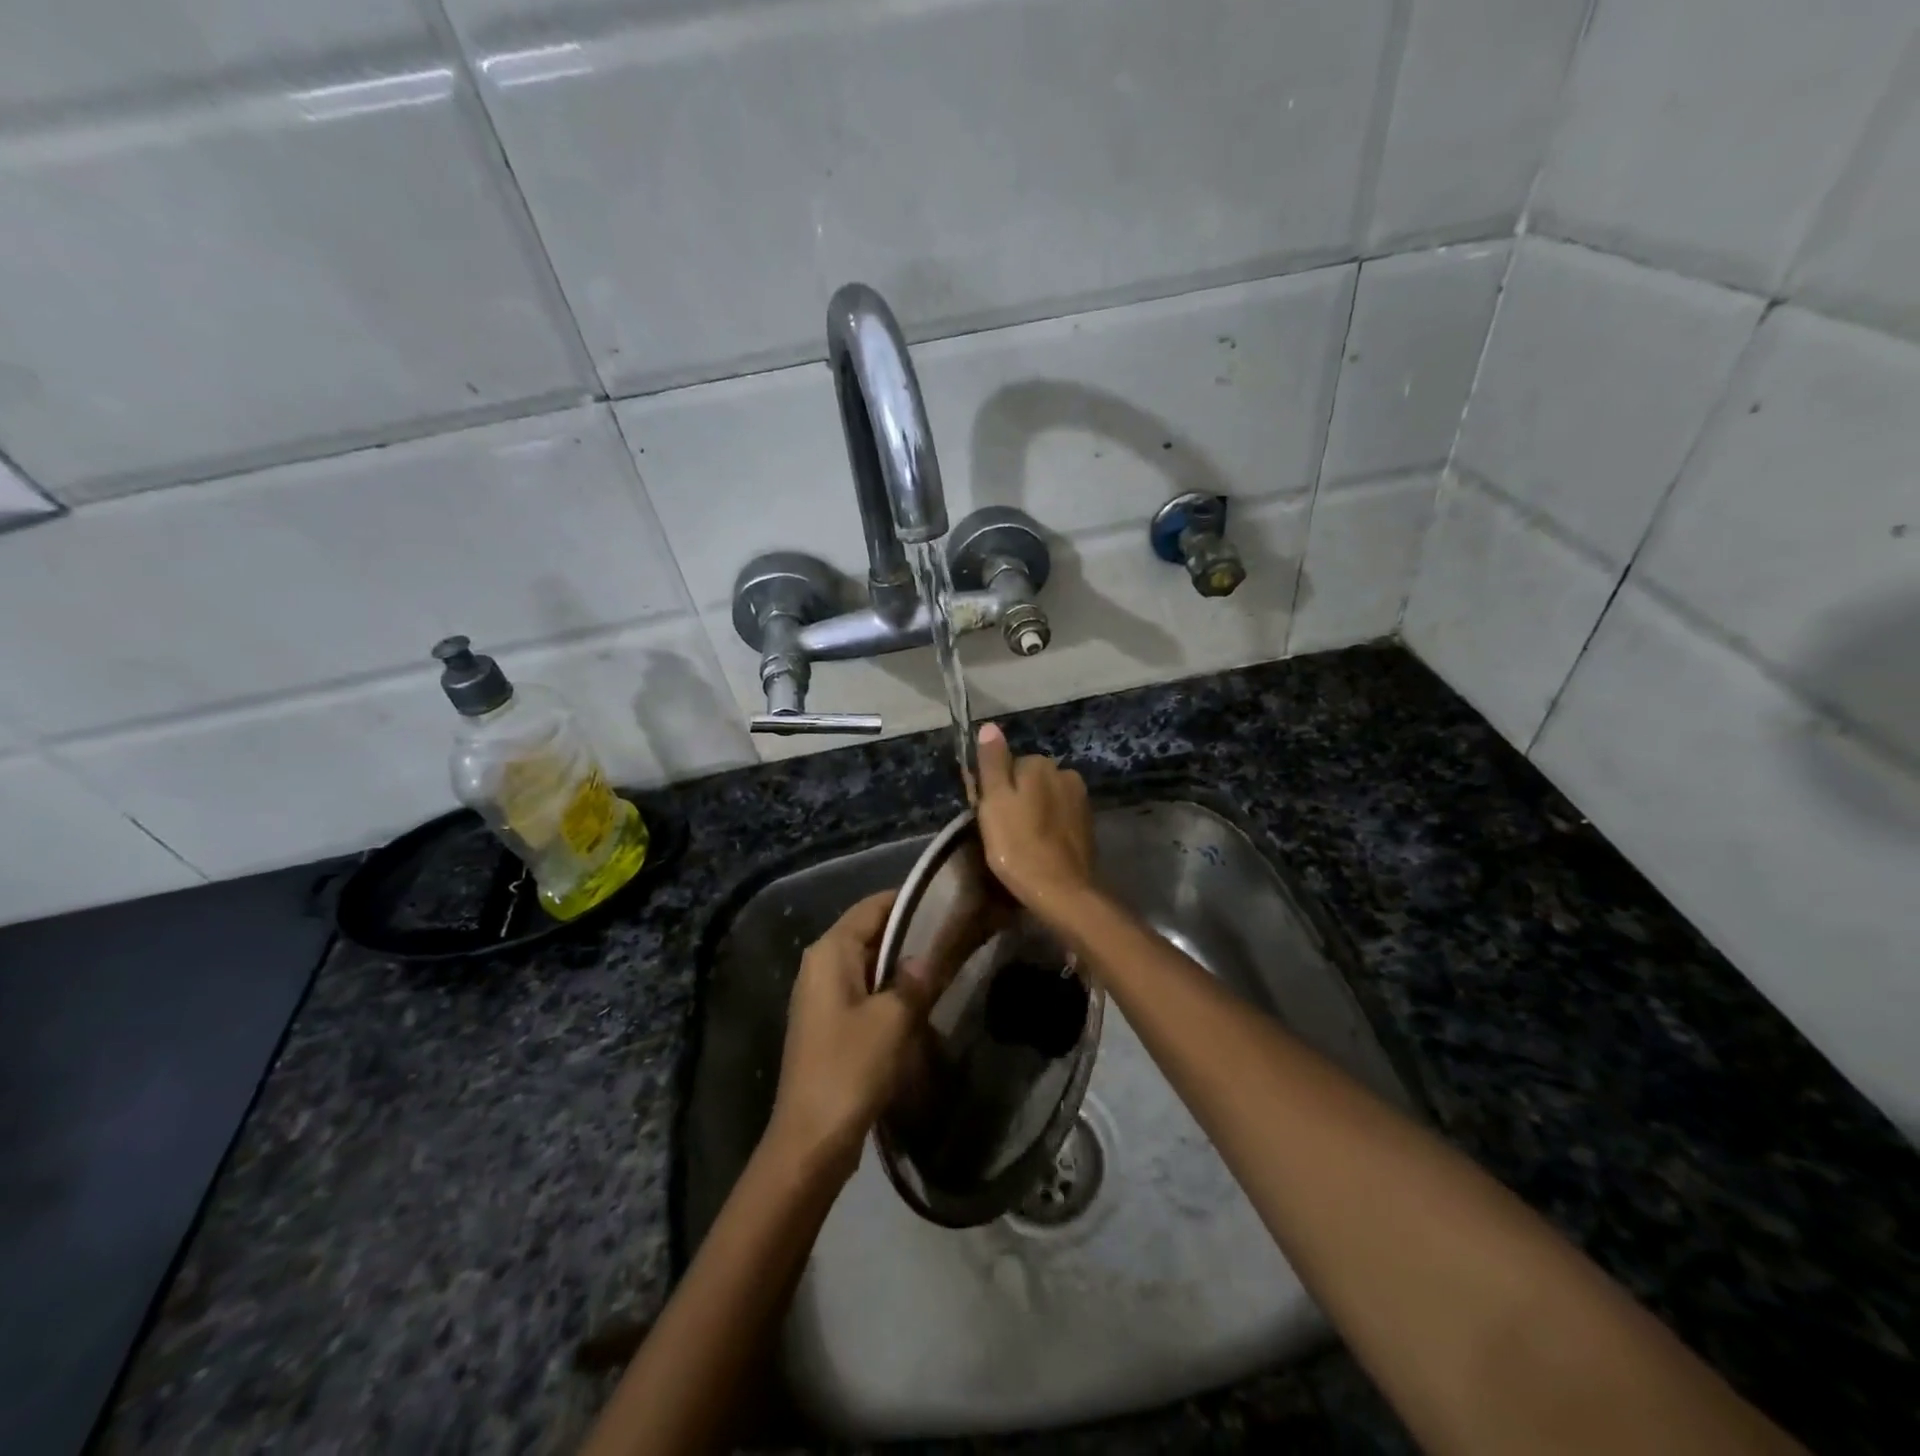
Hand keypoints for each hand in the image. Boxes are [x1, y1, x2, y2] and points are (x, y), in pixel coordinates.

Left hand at [767, 891, 931, 1180]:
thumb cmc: (850, 1068)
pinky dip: (888, 990)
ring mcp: (820, 995)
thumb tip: (926, 957)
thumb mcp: (893, 1019)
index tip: (946, 899)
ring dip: (900, 964)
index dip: (908, 900)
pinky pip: (862, 990)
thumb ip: (914, 980)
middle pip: (868, 932)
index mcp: (829, 952)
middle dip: (908, 933)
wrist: (810, 1140)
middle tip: (953, 932)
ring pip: (867, 963)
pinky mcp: (827, 1023)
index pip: (872, 906)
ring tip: (944, 963)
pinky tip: (919, 1002)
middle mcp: (819, 964)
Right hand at [974, 723, 1095, 915]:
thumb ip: (992, 763)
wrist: (1062, 891)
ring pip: (1046, 798)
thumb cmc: (1018, 845)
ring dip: (1035, 813)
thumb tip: (990, 726)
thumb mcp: (994, 802)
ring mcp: (1081, 800)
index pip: (1009, 765)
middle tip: (1004, 831)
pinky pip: (1060, 817)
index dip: (996, 789)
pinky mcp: (1088, 824)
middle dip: (1018, 799)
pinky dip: (1050, 827)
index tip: (990, 814)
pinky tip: (1041, 847)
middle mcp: (1065, 773)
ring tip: (1022, 842)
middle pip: (1030, 780)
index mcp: (1040, 764)